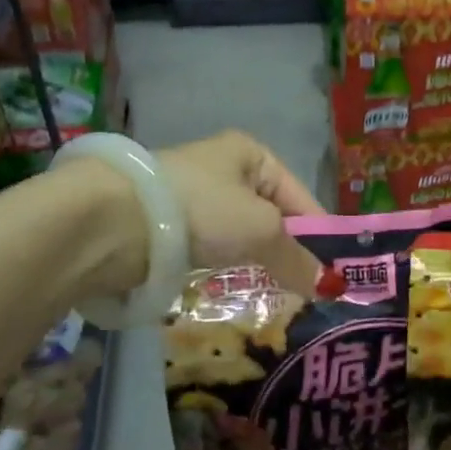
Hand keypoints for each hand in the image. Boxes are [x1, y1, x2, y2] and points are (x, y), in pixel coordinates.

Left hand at [158, 131, 324, 296]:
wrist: (115, 221)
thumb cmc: (203, 209)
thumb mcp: (261, 231)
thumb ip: (297, 258)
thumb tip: (332, 288)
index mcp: (251, 154)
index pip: (300, 197)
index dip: (319, 234)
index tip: (334, 272)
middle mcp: (224, 170)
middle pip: (271, 217)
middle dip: (288, 252)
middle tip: (309, 289)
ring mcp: (195, 198)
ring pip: (242, 236)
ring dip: (258, 263)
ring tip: (278, 295)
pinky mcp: (170, 226)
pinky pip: (213, 250)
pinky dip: (227, 269)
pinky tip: (238, 289)